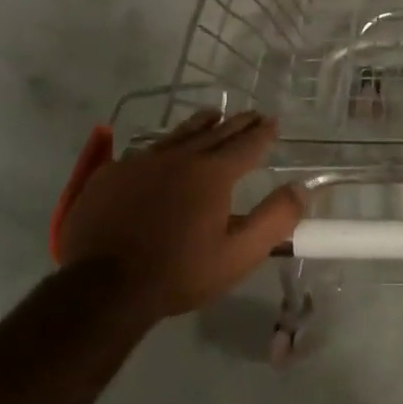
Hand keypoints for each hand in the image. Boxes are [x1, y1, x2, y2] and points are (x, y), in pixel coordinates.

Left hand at [55, 110, 306, 319]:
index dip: (263, 133)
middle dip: (237, 123)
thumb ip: (275, 219)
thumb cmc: (178, 273)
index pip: (246, 145)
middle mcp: (178, 158)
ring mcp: (140, 163)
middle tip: (252, 114)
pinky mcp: (111, 175)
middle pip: (214, 133)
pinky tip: (163, 151)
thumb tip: (301, 188)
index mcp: (212, 175)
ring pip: (178, 135)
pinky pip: (145, 151)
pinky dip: (164, 146)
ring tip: (213, 115)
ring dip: (201, 124)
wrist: (102, 288)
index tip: (274, 122)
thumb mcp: (239, 254)